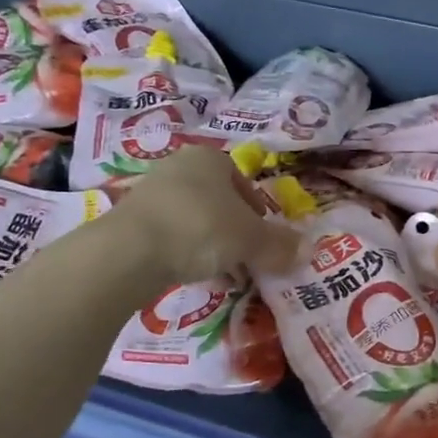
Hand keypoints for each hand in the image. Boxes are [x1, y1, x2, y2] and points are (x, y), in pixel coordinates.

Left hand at [115, 145, 298, 284]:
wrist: (129, 251)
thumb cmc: (201, 228)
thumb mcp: (251, 239)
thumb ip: (279, 244)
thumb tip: (308, 250)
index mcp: (210, 158)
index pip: (243, 181)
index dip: (258, 212)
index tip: (264, 239)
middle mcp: (179, 168)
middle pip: (220, 204)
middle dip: (237, 234)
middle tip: (248, 261)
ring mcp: (152, 194)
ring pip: (196, 222)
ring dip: (214, 248)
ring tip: (225, 276)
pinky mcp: (132, 222)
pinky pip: (172, 237)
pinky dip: (187, 255)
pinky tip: (196, 278)